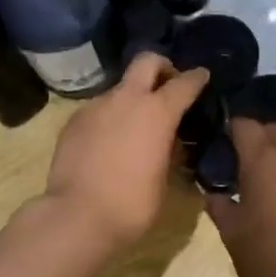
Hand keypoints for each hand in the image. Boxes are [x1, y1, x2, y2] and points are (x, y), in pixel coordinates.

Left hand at [44, 54, 209, 249]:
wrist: (77, 215)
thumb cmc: (131, 204)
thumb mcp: (163, 179)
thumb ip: (167, 151)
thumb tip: (167, 142)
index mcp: (157, 112)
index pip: (184, 82)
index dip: (196, 78)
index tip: (202, 76)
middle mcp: (126, 99)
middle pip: (147, 61)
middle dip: (161, 67)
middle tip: (167, 86)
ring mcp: (96, 106)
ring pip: (119, 89)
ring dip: (131, 99)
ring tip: (134, 127)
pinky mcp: (73, 120)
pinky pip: (98, 110)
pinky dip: (109, 118)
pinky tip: (109, 143)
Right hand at [205, 119, 275, 276]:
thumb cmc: (266, 254)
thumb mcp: (231, 233)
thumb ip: (220, 208)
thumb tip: (214, 195)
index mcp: (262, 161)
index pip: (245, 126)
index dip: (234, 129)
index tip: (225, 142)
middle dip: (262, 138)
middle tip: (248, 163)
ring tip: (275, 191)